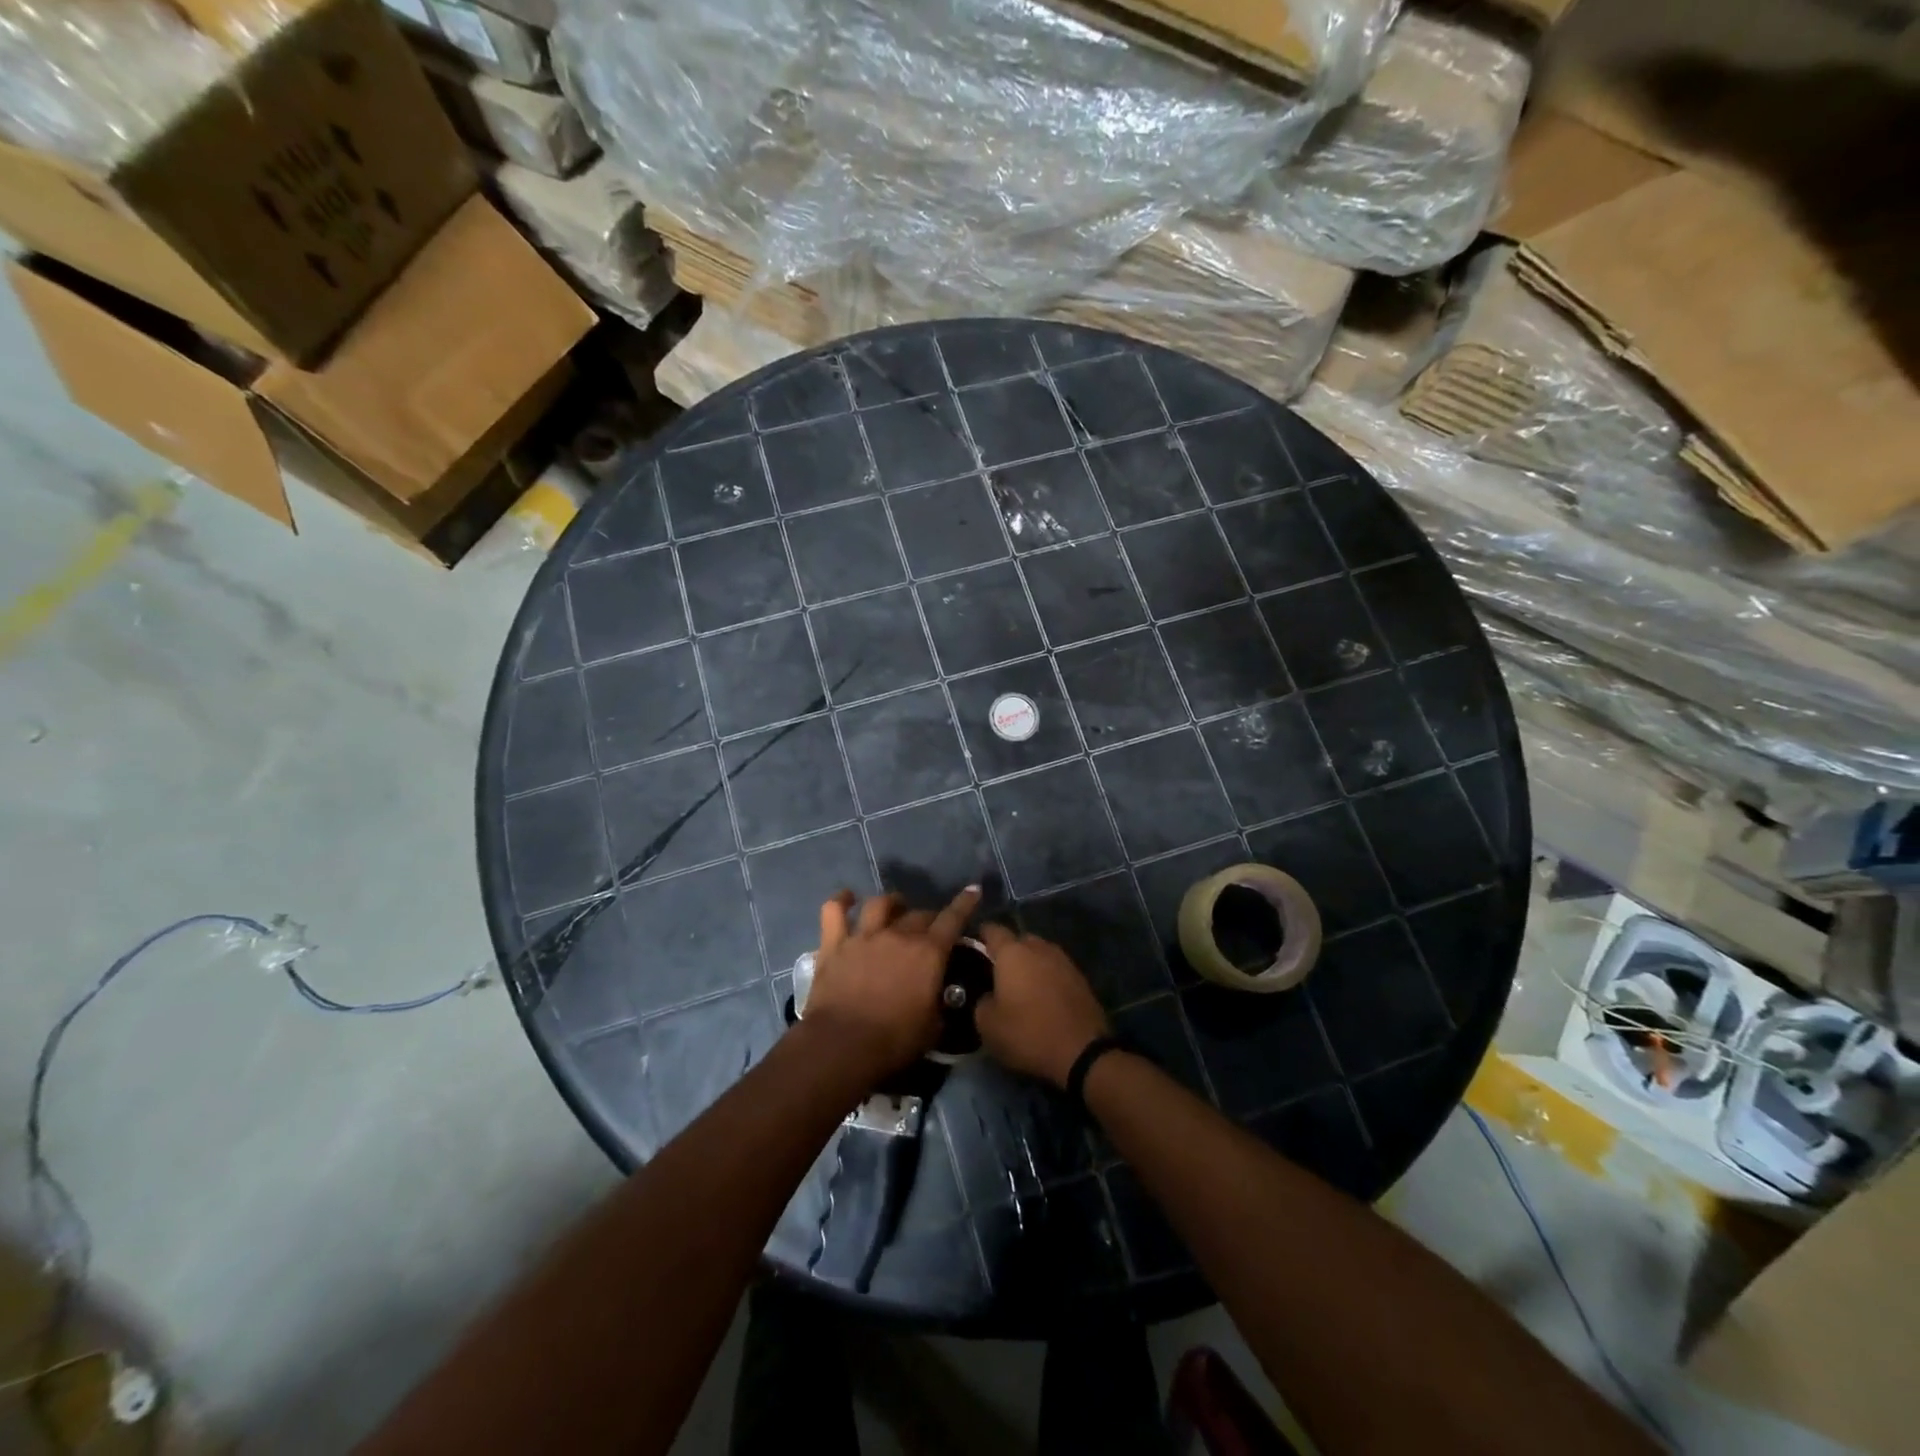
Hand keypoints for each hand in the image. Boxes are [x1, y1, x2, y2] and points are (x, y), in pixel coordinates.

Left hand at [803, 886, 981, 1080]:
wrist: (842, 1045)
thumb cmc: (894, 1041)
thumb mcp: (933, 1028)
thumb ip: (940, 1005)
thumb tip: (940, 998)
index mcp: (928, 953)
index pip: (953, 919)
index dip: (965, 903)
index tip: (973, 890)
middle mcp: (898, 935)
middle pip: (919, 914)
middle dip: (929, 917)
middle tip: (930, 928)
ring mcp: (864, 936)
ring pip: (880, 904)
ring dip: (892, 902)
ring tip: (895, 906)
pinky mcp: (834, 944)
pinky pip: (835, 910)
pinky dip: (841, 900)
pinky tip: (847, 897)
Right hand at [975, 924, 1109, 1088]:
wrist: (1082, 1051)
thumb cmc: (1028, 1033)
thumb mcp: (988, 1026)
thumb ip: (981, 1002)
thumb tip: (988, 996)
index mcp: (1012, 953)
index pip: (992, 930)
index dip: (981, 936)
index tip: (973, 948)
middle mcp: (1039, 948)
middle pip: (1019, 940)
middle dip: (1008, 952)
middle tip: (998, 974)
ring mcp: (1063, 960)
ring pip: (1040, 953)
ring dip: (1030, 965)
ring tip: (1022, 986)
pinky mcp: (1081, 977)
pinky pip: (1056, 969)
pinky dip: (1047, 978)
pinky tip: (1043, 997)